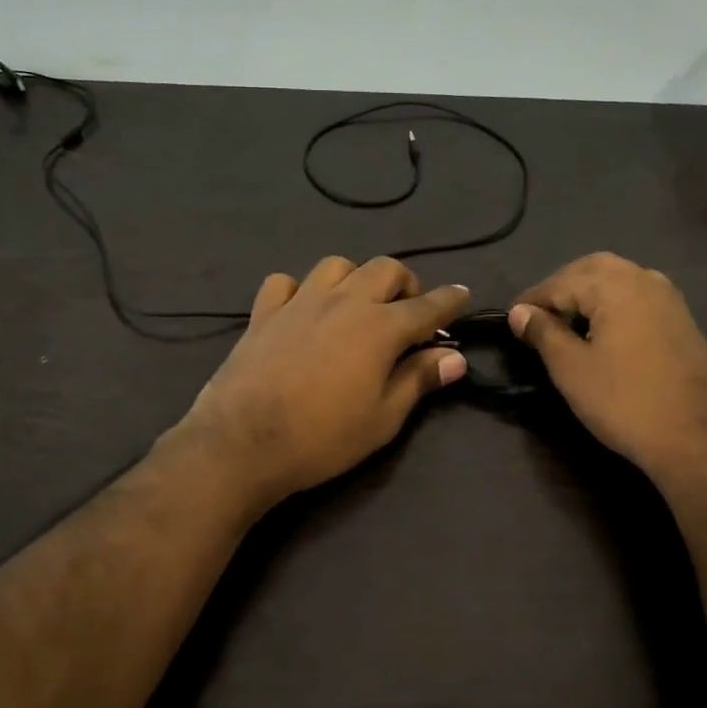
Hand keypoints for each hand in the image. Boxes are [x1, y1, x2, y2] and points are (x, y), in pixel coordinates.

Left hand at [174, 257, 471, 510]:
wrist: (243, 442)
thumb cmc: (323, 437)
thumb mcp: (383, 418)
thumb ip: (419, 380)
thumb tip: (455, 358)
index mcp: (380, 327)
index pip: (428, 305)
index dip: (450, 300)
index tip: (463, 294)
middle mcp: (344, 301)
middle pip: (385, 269)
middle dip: (405, 283)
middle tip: (407, 311)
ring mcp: (300, 302)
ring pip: (337, 266)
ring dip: (356, 279)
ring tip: (357, 306)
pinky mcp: (264, 313)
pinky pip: (286, 282)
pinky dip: (301, 290)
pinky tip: (303, 310)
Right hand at [508, 253, 706, 482]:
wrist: (697, 438)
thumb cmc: (624, 401)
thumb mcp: (571, 368)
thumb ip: (543, 332)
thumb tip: (519, 312)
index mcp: (615, 285)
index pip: (560, 282)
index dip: (531, 301)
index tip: (509, 320)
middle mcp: (644, 278)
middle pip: (591, 269)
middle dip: (561, 288)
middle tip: (537, 317)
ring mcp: (668, 298)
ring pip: (617, 279)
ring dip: (587, 293)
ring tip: (565, 323)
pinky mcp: (681, 319)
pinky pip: (636, 296)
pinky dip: (611, 303)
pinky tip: (601, 331)